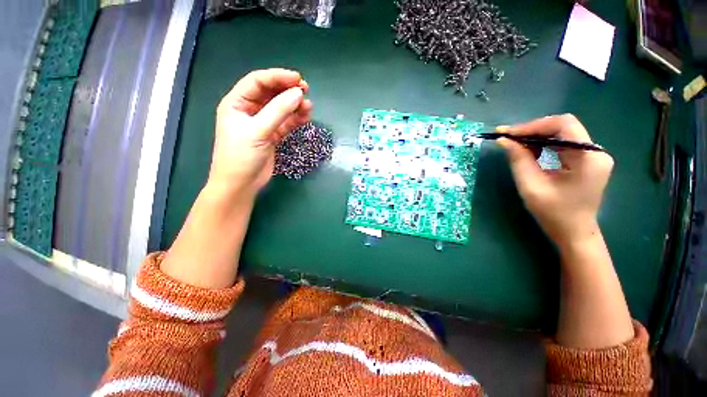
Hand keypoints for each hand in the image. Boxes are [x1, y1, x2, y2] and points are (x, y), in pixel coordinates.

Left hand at [208, 69, 312, 195]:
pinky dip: (295, 119)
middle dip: (287, 90)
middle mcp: (249, 110)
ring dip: (294, 106)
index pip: (258, 82)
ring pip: (280, 109)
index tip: (298, 79)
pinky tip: (305, 117)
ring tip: (309, 106)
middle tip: (306, 89)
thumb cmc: (241, 156)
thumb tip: (298, 94)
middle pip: (270, 94)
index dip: (278, 77)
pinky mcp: (272, 136)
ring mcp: (262, 124)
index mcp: (237, 103)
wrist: (242, 184)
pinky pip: (285, 123)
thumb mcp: (258, 131)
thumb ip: (278, 112)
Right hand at [497, 114, 613, 249]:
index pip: (563, 125)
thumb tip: (503, 140)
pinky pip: (562, 144)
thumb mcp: (531, 187)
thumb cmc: (554, 213)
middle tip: (508, 138)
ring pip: (562, 133)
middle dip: (533, 130)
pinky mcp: (586, 160)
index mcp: (589, 157)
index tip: (508, 133)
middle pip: (563, 127)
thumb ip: (519, 161)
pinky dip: (543, 144)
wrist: (574, 233)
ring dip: (536, 136)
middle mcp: (595, 151)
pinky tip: (529, 151)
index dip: (533, 125)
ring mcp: (592, 155)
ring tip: (515, 144)